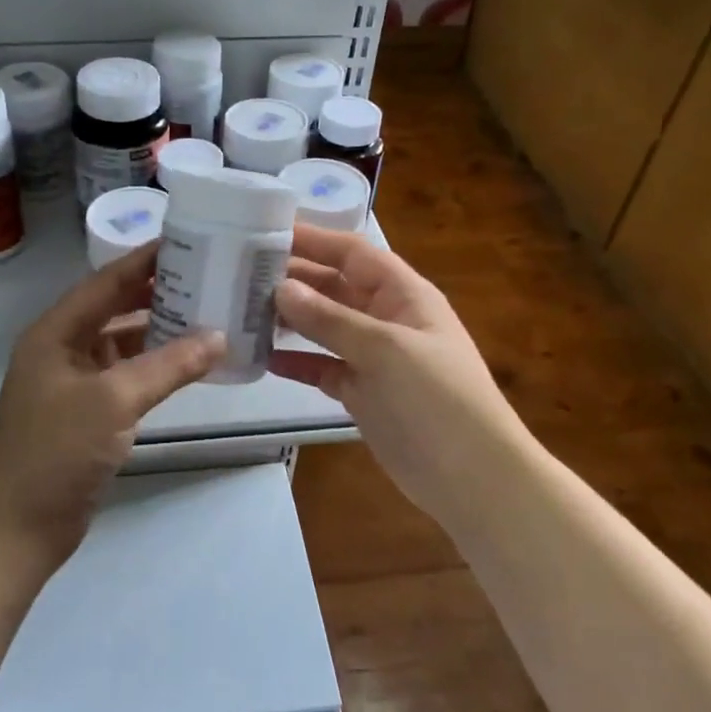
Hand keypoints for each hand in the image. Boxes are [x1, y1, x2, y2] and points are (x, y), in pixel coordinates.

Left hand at [0, 244, 225, 566]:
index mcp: (56, 332)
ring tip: (208, 314)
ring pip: (123, 343)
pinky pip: (127, 376)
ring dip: (160, 331)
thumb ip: (168, 365)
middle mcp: (63, 349)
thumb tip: (218, 337)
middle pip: (115, 308)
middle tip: (207, 276)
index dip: (144, 260)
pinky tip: (189, 364)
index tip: (187, 240)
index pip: (106, 282)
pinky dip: (156, 368)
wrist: (17, 527)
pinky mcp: (87, 413)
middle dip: (157, 293)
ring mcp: (74, 383)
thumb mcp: (114, 401)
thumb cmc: (57, 451)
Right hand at [271, 224, 524, 519]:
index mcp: (402, 294)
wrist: (472, 479)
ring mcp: (373, 357)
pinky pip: (322, 366)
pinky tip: (262, 358)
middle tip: (238, 274)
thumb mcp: (384, 350)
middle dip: (292, 279)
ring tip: (242, 312)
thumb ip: (330, 319)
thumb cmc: (437, 399)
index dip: (312, 239)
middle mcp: (386, 317)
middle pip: (333, 286)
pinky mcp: (361, 392)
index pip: (351, 253)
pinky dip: (296, 361)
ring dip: (289, 319)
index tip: (264, 232)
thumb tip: (281, 287)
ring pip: (323, 327)